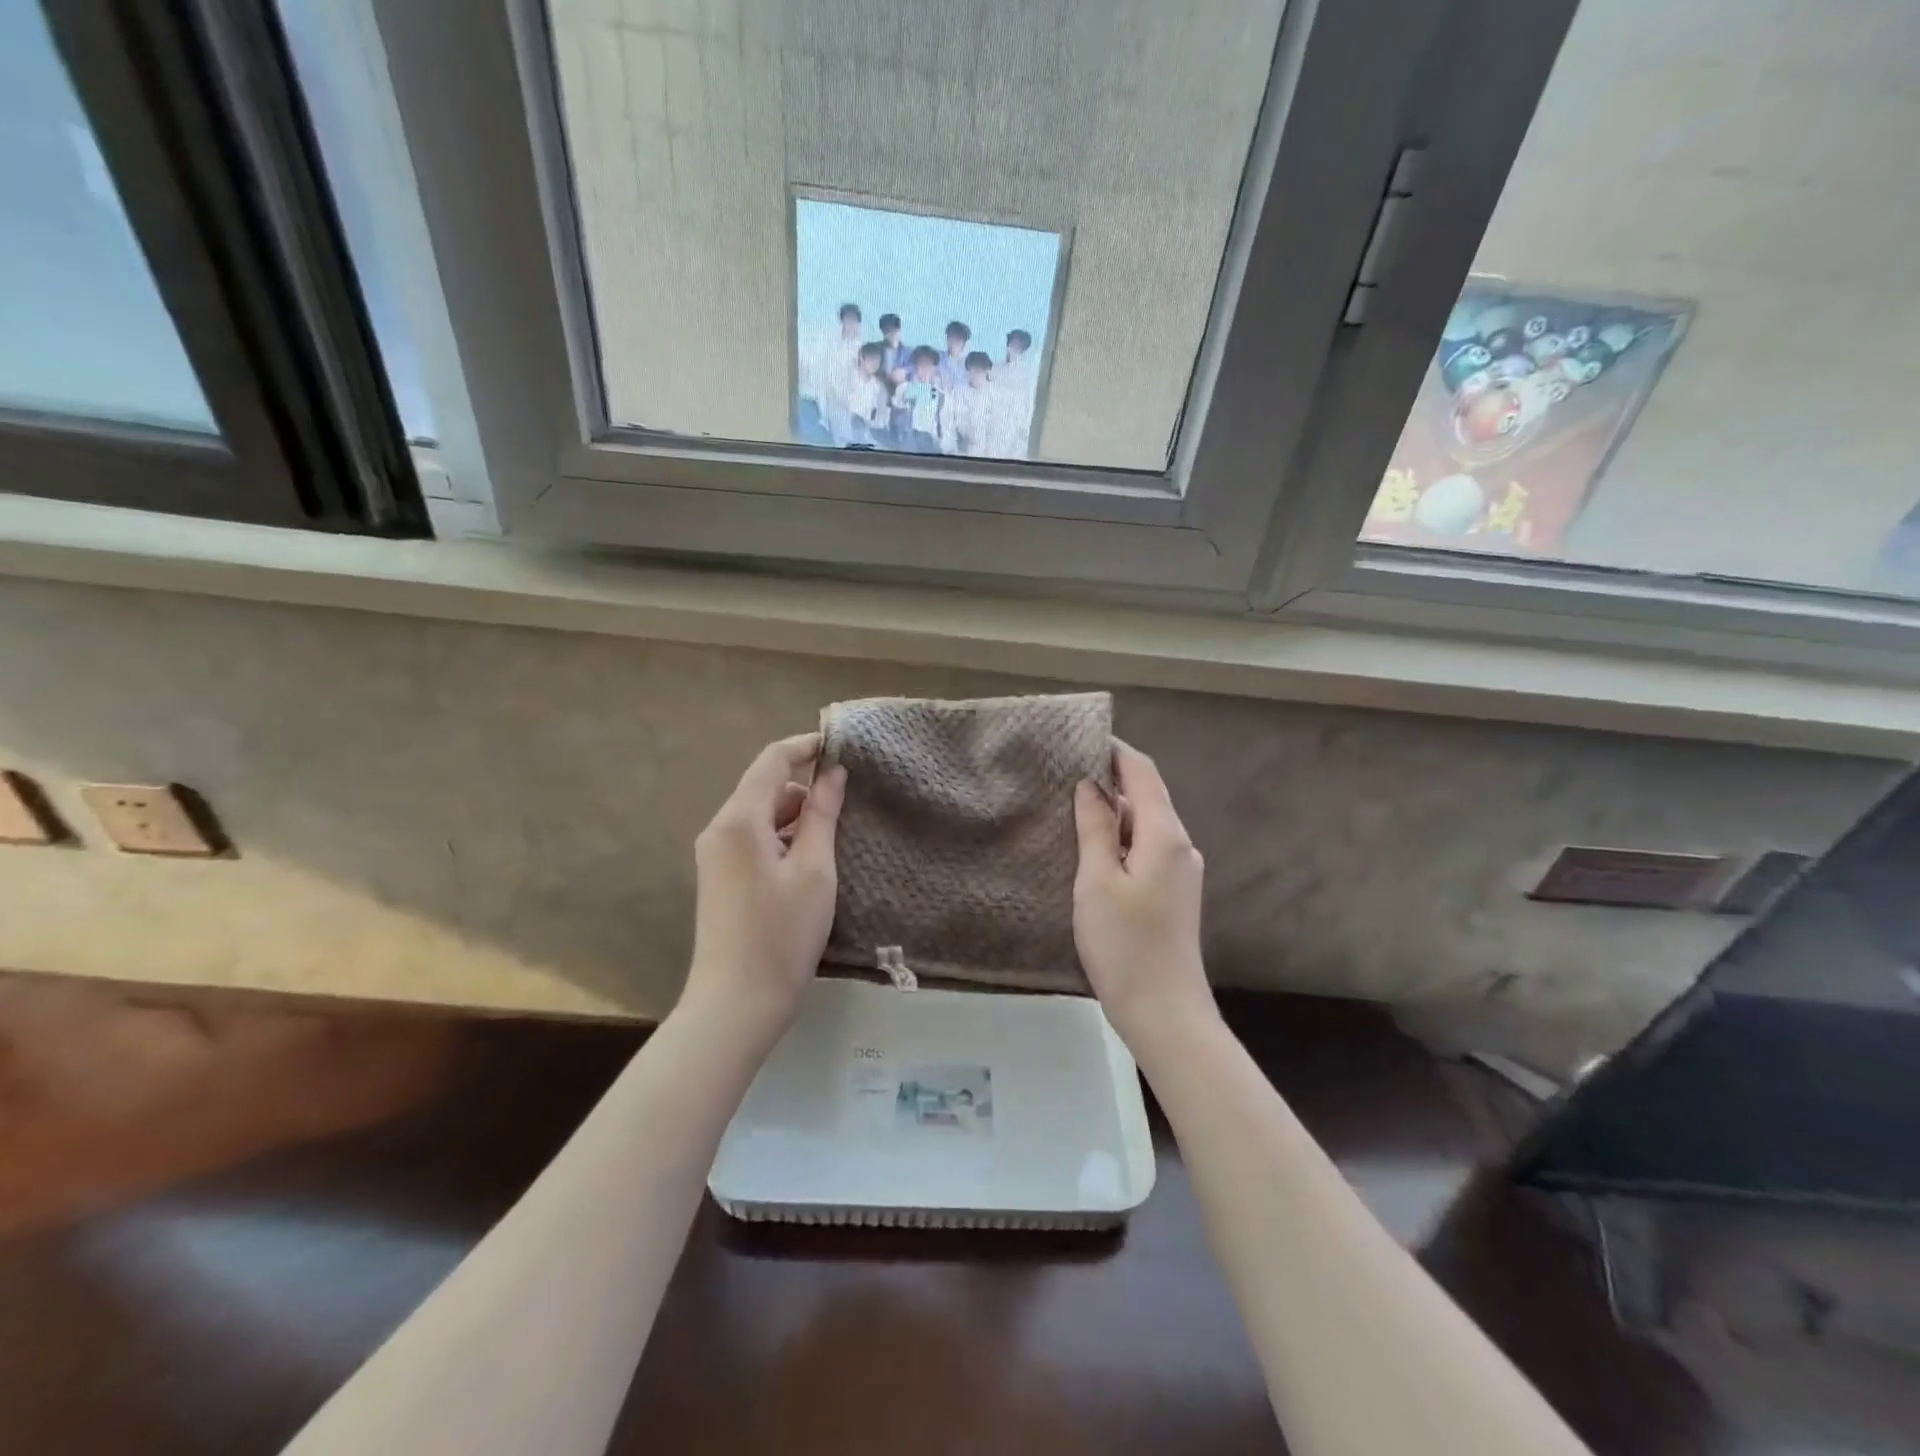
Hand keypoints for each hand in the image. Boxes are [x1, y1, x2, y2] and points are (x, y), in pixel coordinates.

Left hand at [682, 733, 846, 1044]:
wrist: (736, 1005)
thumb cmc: (782, 935)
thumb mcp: (815, 870)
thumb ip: (823, 814)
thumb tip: (833, 772)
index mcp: (739, 820)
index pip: (773, 760)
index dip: (807, 746)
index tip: (844, 747)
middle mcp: (720, 829)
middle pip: (766, 786)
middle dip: (806, 786)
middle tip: (850, 802)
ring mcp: (716, 855)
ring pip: (762, 814)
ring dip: (797, 815)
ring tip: (836, 836)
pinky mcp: (721, 878)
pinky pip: (754, 839)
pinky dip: (784, 837)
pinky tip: (810, 861)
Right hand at [1073, 740, 1216, 1054]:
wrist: (1164, 1011)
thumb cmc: (1124, 943)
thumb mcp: (1098, 880)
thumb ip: (1095, 828)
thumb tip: (1091, 785)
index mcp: (1165, 835)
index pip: (1142, 773)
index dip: (1114, 750)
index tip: (1081, 738)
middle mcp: (1180, 845)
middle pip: (1146, 796)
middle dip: (1111, 778)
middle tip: (1065, 770)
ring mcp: (1180, 871)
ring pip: (1145, 824)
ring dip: (1113, 810)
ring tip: (1071, 803)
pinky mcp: (1173, 893)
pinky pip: (1146, 848)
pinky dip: (1120, 837)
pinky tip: (1092, 846)